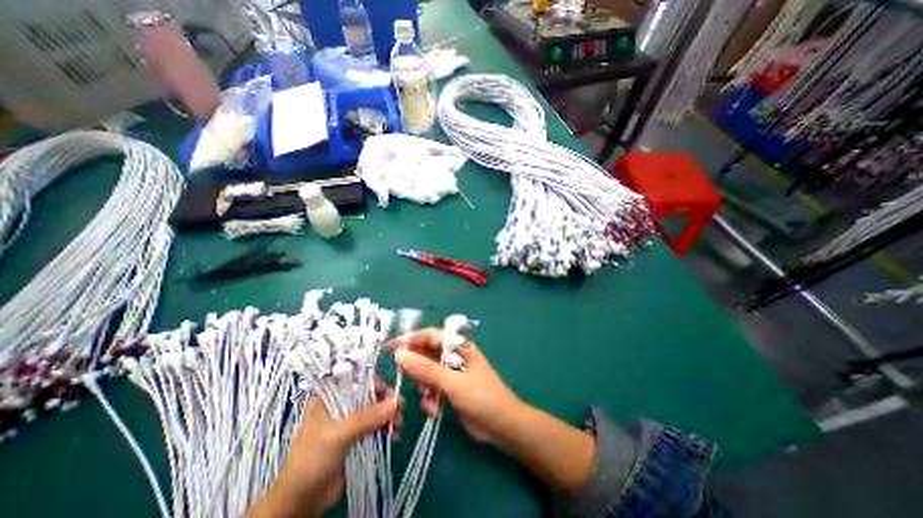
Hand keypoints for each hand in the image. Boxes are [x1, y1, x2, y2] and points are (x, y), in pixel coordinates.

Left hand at [245, 379, 401, 515]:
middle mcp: (340, 405)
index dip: (372, 381)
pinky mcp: (356, 437)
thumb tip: (396, 403)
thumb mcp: (338, 435)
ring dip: (388, 415)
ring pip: (374, 410)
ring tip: (399, 424)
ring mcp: (349, 421)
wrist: (300, 503)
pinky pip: (375, 426)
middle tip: (400, 407)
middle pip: (368, 394)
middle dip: (385, 400)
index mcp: (329, 397)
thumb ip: (367, 417)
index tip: (386, 390)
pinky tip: (395, 435)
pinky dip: (386, 428)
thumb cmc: (311, 460)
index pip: (355, 379)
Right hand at [386, 331, 595, 494]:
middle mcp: (454, 356)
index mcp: (459, 347)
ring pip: (426, 374)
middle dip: (418, 370)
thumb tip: (401, 355)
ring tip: (431, 400)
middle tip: (416, 384)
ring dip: (424, 387)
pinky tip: (435, 409)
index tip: (391, 348)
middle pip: (426, 355)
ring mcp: (451, 373)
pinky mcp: (450, 389)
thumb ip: (427, 370)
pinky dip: (430, 398)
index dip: (410, 339)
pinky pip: (431, 388)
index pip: (431, 336)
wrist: (502, 426)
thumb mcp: (453, 383)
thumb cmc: (482, 397)